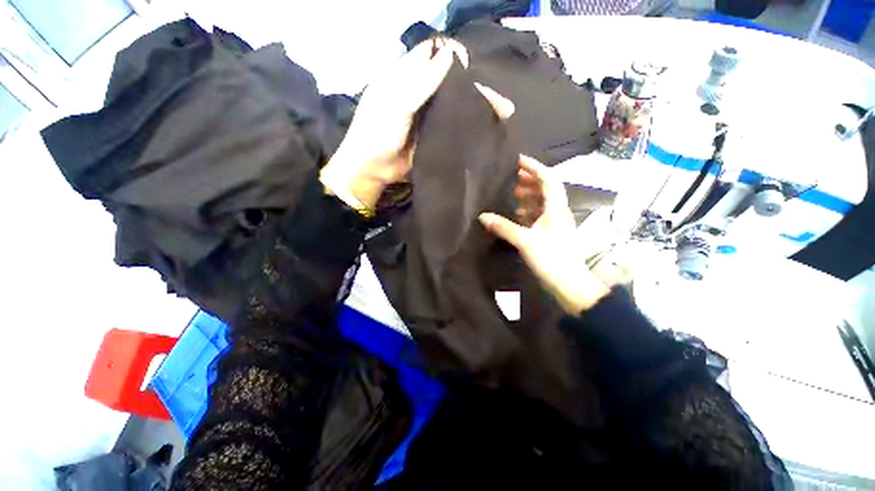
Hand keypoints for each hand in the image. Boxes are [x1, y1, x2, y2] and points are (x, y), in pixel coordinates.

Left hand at [320, 38, 514, 209]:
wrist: (373, 169)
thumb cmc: (378, 132)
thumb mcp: (396, 103)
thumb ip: (421, 82)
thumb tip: (449, 55)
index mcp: (406, 76)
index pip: (434, 56)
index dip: (454, 58)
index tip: (473, 70)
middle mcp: (420, 92)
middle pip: (450, 82)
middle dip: (474, 88)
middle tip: (500, 102)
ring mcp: (428, 115)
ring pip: (454, 104)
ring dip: (475, 108)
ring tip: (502, 115)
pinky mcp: (433, 135)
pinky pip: (452, 126)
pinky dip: (467, 126)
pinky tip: (485, 130)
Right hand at [479, 156, 608, 314]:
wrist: (569, 283)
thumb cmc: (551, 258)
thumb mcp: (525, 241)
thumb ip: (504, 227)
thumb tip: (483, 216)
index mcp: (556, 208)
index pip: (548, 179)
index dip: (534, 167)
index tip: (518, 160)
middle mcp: (558, 212)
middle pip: (547, 189)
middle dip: (530, 180)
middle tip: (513, 176)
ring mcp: (556, 223)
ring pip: (543, 202)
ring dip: (529, 195)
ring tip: (513, 194)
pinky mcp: (552, 234)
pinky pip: (540, 215)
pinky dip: (529, 210)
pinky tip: (518, 214)